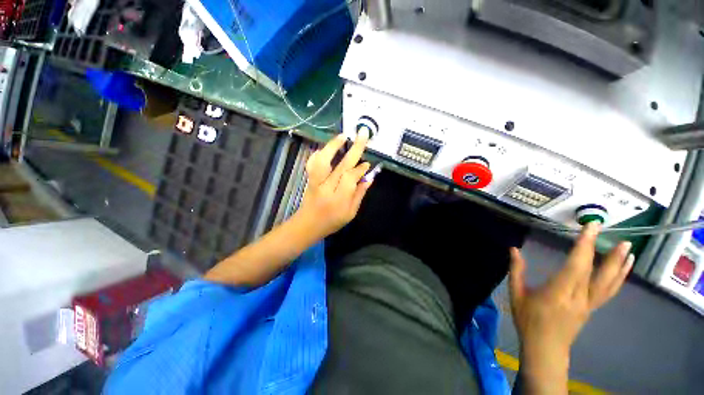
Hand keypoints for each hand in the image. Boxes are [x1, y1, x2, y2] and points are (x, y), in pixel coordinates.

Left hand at [295, 130, 372, 240]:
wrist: (308, 224)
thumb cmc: (332, 221)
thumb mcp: (351, 213)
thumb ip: (359, 194)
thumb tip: (368, 178)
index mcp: (339, 199)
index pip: (351, 178)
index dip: (360, 169)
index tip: (368, 163)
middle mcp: (326, 187)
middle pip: (341, 165)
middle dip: (354, 149)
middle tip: (363, 134)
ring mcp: (315, 181)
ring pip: (323, 160)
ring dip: (333, 146)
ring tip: (343, 136)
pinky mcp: (309, 178)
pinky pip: (312, 163)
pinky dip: (318, 153)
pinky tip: (325, 148)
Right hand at [509, 222, 633, 392]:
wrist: (545, 347)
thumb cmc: (528, 319)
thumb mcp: (516, 293)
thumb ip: (516, 270)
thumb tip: (514, 249)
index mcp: (558, 293)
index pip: (575, 266)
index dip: (584, 246)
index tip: (590, 228)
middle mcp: (578, 297)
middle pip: (597, 275)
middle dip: (609, 255)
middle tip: (621, 237)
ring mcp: (588, 304)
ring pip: (609, 284)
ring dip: (620, 265)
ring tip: (628, 249)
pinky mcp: (592, 308)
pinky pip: (608, 291)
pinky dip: (619, 277)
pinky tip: (624, 268)